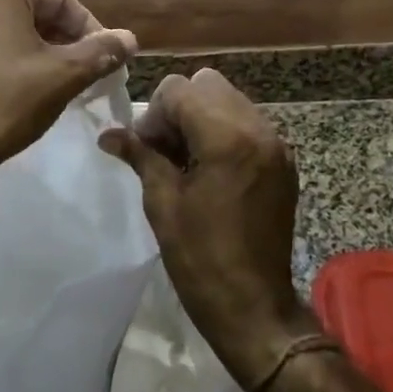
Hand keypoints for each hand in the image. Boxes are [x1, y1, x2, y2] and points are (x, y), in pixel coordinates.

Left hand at [0, 0, 136, 182]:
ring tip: (51, 83)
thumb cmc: (8, 101)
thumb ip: (101, 51)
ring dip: (32, 51)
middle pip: (30, 12)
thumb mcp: (64, 75)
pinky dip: (0, 63)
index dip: (89, 28)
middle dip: (61, 39)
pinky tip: (11, 93)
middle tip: (82, 71)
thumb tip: (130, 39)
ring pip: (3, 32)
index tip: (105, 58)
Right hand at [98, 68, 315, 390]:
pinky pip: (247, 122)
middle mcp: (257, 129)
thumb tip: (108, 134)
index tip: (146, 149)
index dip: (155, 114)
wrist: (255, 307)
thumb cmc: (201, 258)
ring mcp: (275, 143)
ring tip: (187, 160)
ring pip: (229, 99)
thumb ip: (140, 156)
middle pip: (208, 84)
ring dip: (202, 117)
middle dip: (180, 108)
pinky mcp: (283, 161)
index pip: (180, 89)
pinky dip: (224, 131)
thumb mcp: (162, 203)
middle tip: (165, 149)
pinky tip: (211, 170)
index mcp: (226, 137)